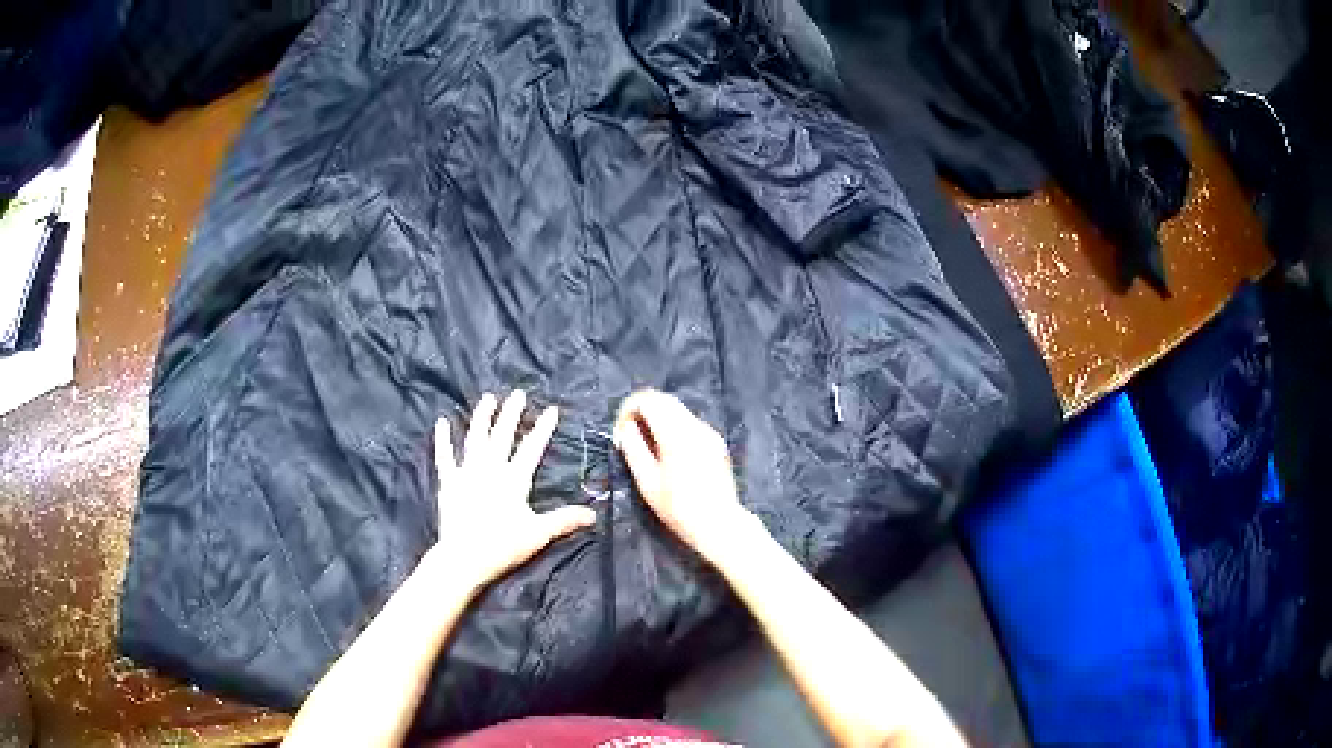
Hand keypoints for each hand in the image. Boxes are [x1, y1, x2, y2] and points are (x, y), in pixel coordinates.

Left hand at [430, 390, 596, 589]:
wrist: (464, 557)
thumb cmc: (503, 546)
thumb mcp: (538, 534)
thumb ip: (564, 520)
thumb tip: (593, 515)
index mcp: (514, 479)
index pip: (532, 448)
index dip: (542, 428)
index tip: (551, 409)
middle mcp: (490, 469)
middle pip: (502, 435)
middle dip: (511, 413)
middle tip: (517, 393)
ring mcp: (467, 473)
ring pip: (475, 438)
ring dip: (482, 417)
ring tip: (488, 399)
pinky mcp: (449, 482)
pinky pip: (445, 456)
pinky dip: (443, 439)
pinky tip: (442, 423)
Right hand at [614, 389, 756, 561]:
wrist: (719, 524)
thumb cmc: (678, 508)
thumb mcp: (647, 482)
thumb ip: (633, 448)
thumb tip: (626, 427)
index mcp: (676, 433)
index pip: (648, 399)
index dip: (629, 408)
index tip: (621, 430)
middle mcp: (695, 425)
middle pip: (664, 399)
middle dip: (642, 410)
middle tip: (630, 435)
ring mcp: (709, 432)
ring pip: (678, 409)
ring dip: (658, 417)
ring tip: (647, 445)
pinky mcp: (716, 442)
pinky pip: (689, 423)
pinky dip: (673, 427)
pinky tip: (668, 452)